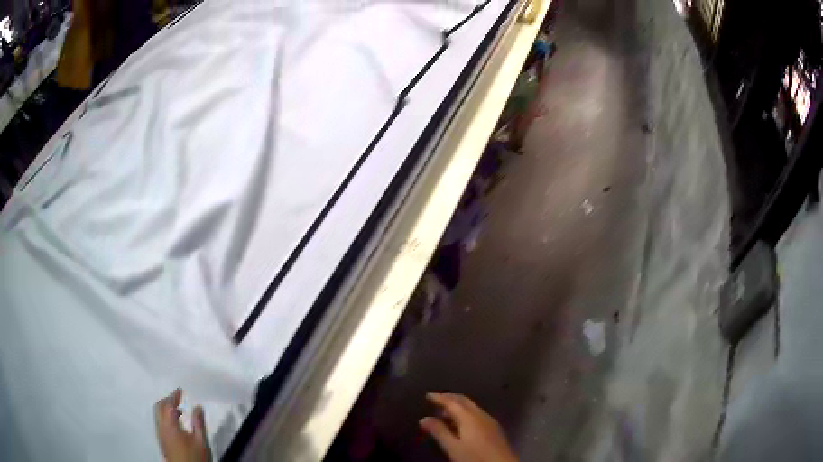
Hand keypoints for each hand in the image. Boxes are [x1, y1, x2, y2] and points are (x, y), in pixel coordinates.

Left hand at [154, 389, 210, 461]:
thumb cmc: (195, 457)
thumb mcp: (201, 440)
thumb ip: (198, 422)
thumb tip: (198, 407)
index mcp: (170, 424)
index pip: (168, 404)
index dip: (174, 395)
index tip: (180, 390)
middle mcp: (161, 427)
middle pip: (159, 407)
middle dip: (167, 400)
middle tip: (177, 397)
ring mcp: (160, 435)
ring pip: (158, 415)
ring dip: (165, 409)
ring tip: (178, 410)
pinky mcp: (162, 441)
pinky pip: (160, 423)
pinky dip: (165, 418)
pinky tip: (176, 424)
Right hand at [420, 392, 517, 461]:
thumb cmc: (475, 458)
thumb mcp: (453, 448)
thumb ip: (439, 432)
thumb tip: (424, 419)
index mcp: (470, 417)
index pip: (452, 402)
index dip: (440, 398)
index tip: (428, 395)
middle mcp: (481, 415)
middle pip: (464, 401)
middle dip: (450, 398)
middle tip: (437, 399)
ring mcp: (490, 422)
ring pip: (472, 408)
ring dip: (459, 406)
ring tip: (445, 412)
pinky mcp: (494, 429)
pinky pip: (477, 414)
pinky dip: (466, 413)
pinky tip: (461, 423)